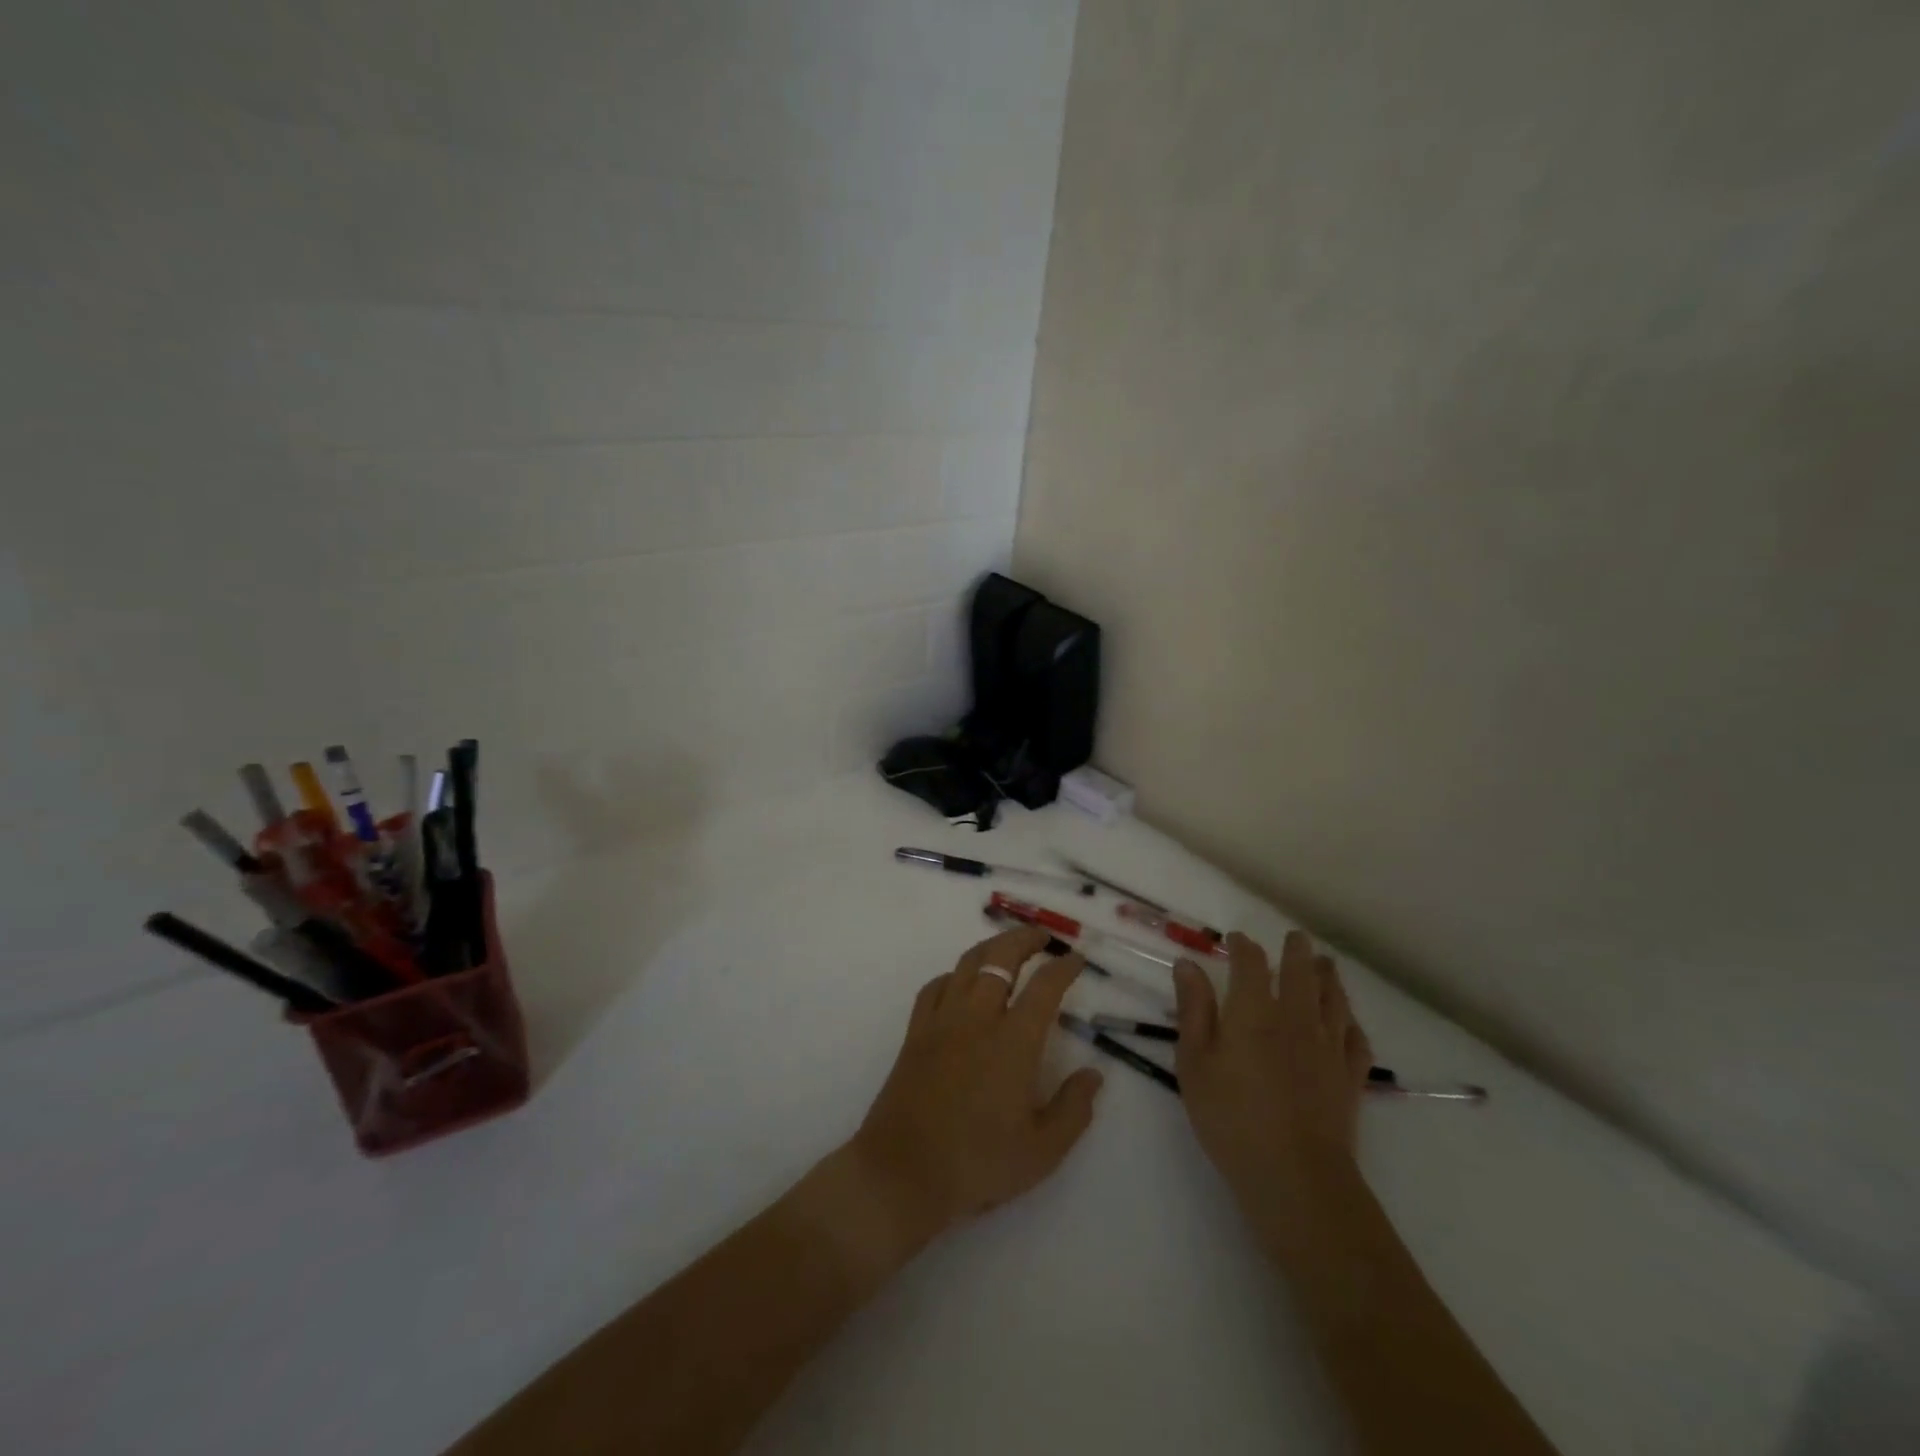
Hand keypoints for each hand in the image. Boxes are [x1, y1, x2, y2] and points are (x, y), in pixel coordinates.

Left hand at [846, 926, 1104, 1244]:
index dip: (1064, 967)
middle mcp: (977, 1018)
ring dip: (991, 947)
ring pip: (967, 964)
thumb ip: (1074, 1109)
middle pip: (1000, 958)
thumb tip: (1094, 1075)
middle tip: (1043, 936)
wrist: (902, 1172)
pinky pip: (935, 986)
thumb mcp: (1042, 1152)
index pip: (1044, 987)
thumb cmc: (977, 1164)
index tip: (1077, 959)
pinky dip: (954, 974)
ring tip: (1007, 947)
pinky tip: (960, 982)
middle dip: (1025, 939)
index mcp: (1013, 1042)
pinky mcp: (915, 1032)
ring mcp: (942, 1021)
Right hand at [1173, 930, 1372, 1216]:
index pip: (1251, 963)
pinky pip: (1356, 1038)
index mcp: (1254, 1011)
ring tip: (1324, 963)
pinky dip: (1351, 1022)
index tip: (1236, 940)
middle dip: (1296, 951)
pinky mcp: (1350, 1077)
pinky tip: (1347, 1021)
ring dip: (1328, 976)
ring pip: (1334, 999)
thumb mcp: (1194, 1063)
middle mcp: (1296, 1018)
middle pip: (1301, 972)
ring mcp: (1328, 1047)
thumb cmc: (1231, 1118)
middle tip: (1294, 938)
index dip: (1243, 947)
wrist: (1296, 1176)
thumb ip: (1193, 1010)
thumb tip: (1188, 964)